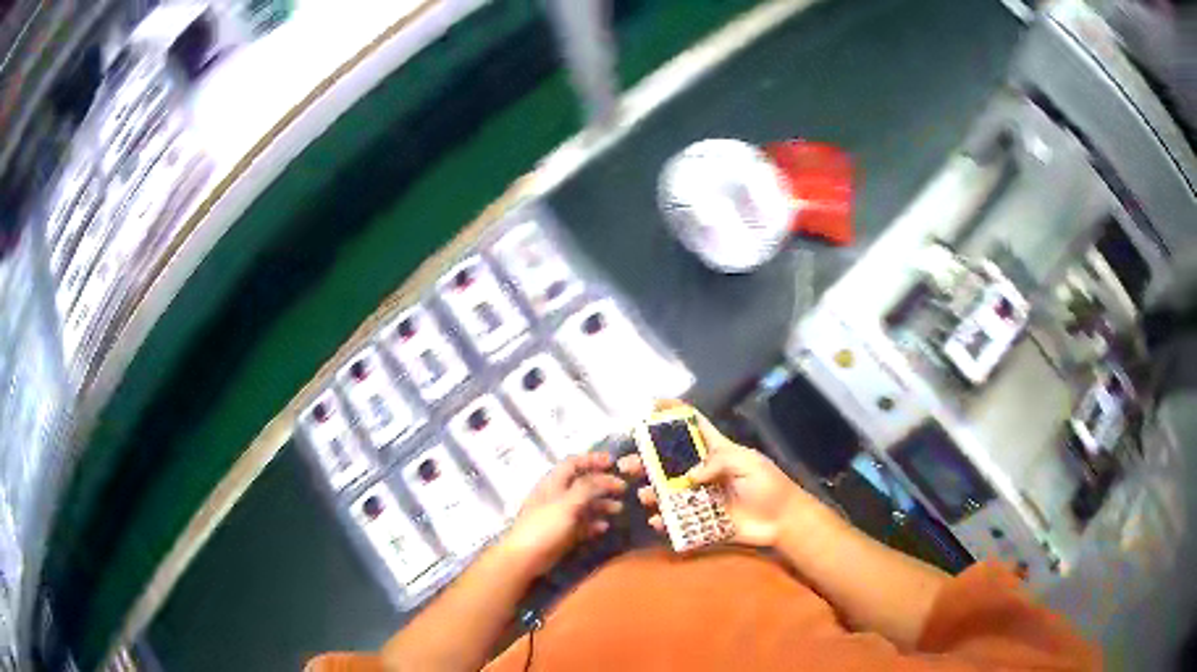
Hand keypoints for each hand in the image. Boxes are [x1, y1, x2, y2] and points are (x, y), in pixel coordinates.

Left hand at [500, 452, 626, 574]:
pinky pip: (582, 524)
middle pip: (582, 483)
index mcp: (553, 483)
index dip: (592, 459)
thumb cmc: (544, 526)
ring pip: (584, 504)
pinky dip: (594, 523)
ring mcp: (560, 515)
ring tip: (619, 508)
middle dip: (602, 483)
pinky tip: (605, 527)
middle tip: (623, 488)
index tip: (613, 462)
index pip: (573, 463)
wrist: (526, 557)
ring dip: (602, 504)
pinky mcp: (563, 533)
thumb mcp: (567, 504)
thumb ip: (586, 488)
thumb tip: (604, 478)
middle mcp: (557, 496)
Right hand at [617, 403, 818, 547]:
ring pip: (668, 491)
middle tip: (626, 465)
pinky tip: (658, 521)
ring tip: (644, 496)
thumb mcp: (748, 464)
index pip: (694, 425)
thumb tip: (688, 475)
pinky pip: (678, 520)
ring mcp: (701, 497)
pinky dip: (664, 521)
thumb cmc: (769, 486)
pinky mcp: (702, 520)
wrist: (783, 521)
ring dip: (652, 492)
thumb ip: (719, 462)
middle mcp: (704, 472)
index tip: (652, 405)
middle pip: (670, 461)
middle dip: (647, 460)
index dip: (675, 412)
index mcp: (717, 451)